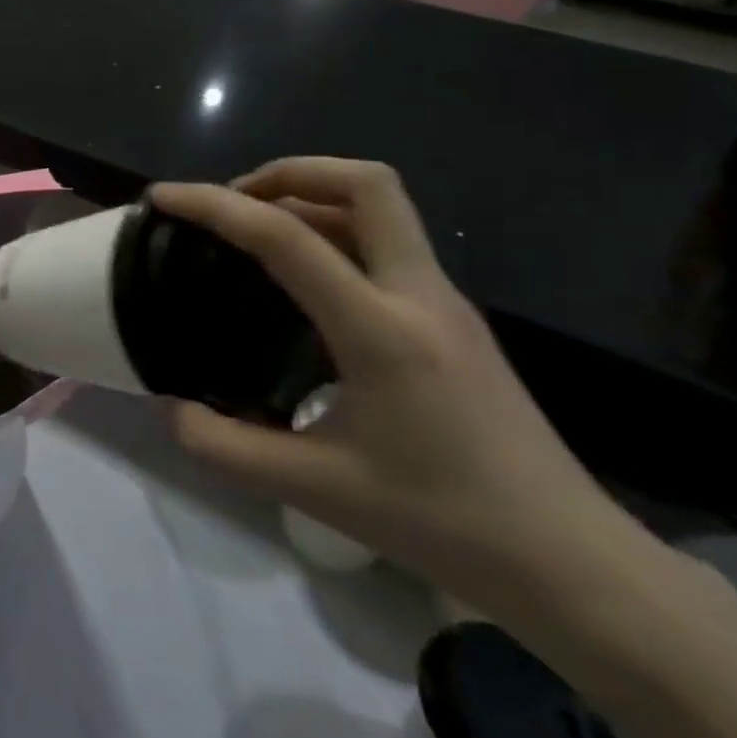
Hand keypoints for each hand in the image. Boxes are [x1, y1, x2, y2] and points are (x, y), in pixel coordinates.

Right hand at [154, 161, 641, 621]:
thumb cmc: (444, 523)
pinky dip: (333, 231)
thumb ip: (225, 448)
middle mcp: (419, 296)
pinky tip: (300, 280)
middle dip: (287, 172)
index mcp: (381, 330)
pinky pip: (386, 243)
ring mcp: (444, 302)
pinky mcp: (452, 319)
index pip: (287, 237)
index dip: (215, 206)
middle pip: (365, 183)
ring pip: (380, 208)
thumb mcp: (315, 491)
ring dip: (311, 197)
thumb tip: (170, 410)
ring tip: (252, 230)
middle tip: (232, 201)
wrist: (572, 565)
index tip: (164, 198)